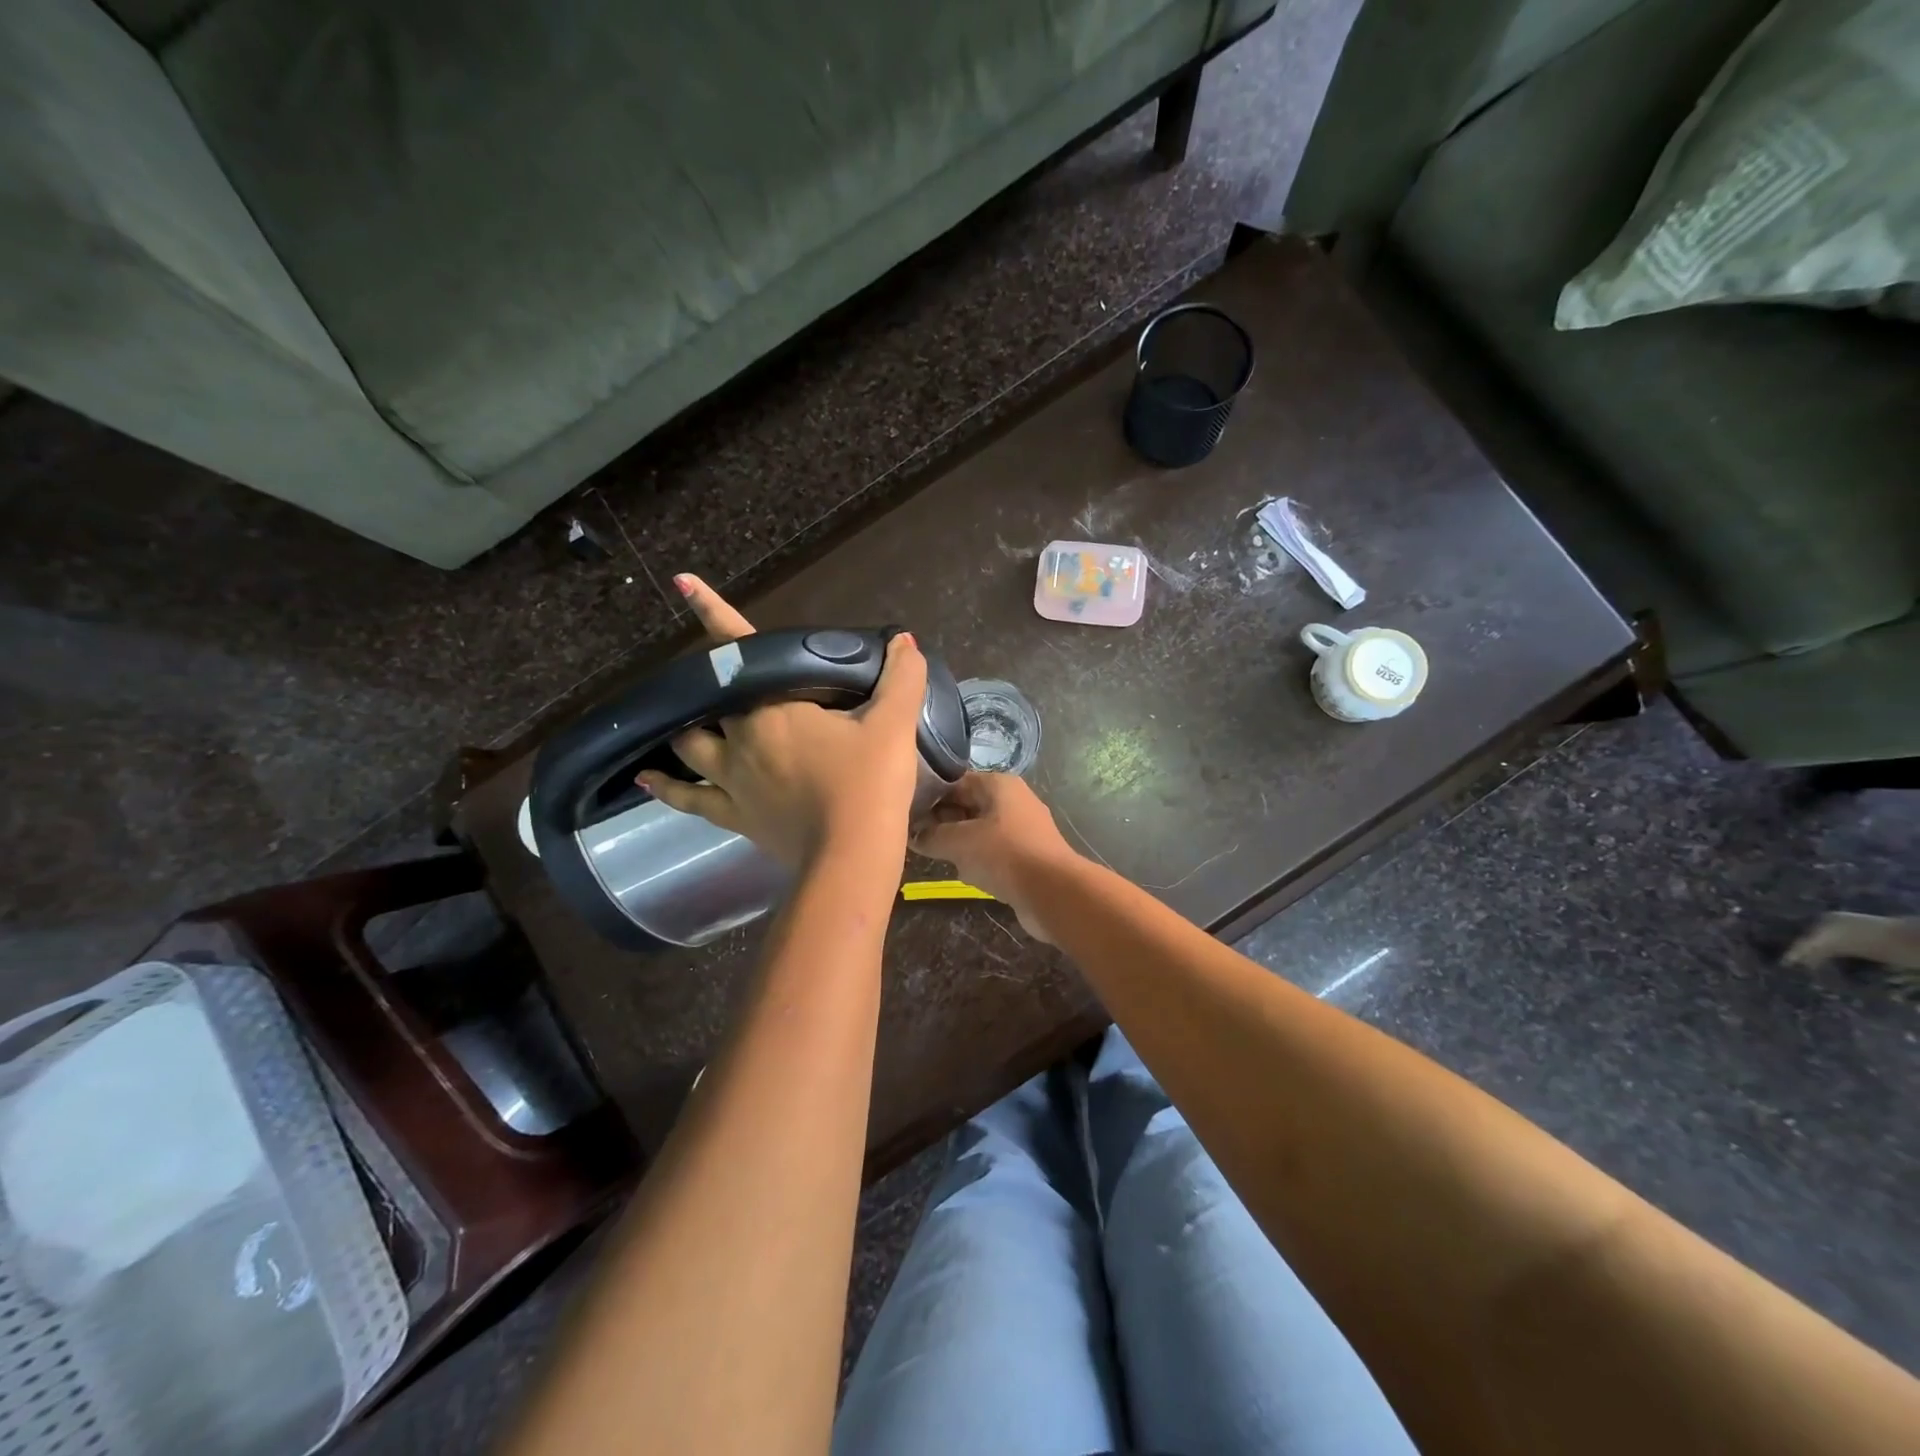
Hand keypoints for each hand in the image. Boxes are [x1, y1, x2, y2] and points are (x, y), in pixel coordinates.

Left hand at [637, 575, 929, 867]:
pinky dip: (667, 787)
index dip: (712, 612)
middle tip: (723, 676)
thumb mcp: (893, 725)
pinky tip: (649, 779)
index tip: (683, 582)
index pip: (737, 650)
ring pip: (689, 743)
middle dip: (709, 680)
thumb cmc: (868, 784)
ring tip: (685, 718)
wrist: (851, 857)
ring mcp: (731, 779)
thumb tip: (904, 641)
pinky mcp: (733, 815)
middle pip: (708, 697)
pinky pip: (689, 798)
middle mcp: (740, 738)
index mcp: (773, 709)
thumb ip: (900, 678)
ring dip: (686, 727)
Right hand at [911, 773, 1083, 942]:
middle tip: (919, 840)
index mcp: (999, 784)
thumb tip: (914, 836)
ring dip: (961, 846)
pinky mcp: (1028, 855)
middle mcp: (1013, 800)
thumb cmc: (1004, 855)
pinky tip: (971, 876)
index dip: (930, 797)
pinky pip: (995, 852)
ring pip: (980, 831)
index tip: (908, 816)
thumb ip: (932, 836)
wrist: (1054, 892)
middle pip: (968, 806)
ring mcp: (1023, 828)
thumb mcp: (959, 842)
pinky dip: (981, 862)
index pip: (956, 782)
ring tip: (943, 860)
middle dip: (944, 823)